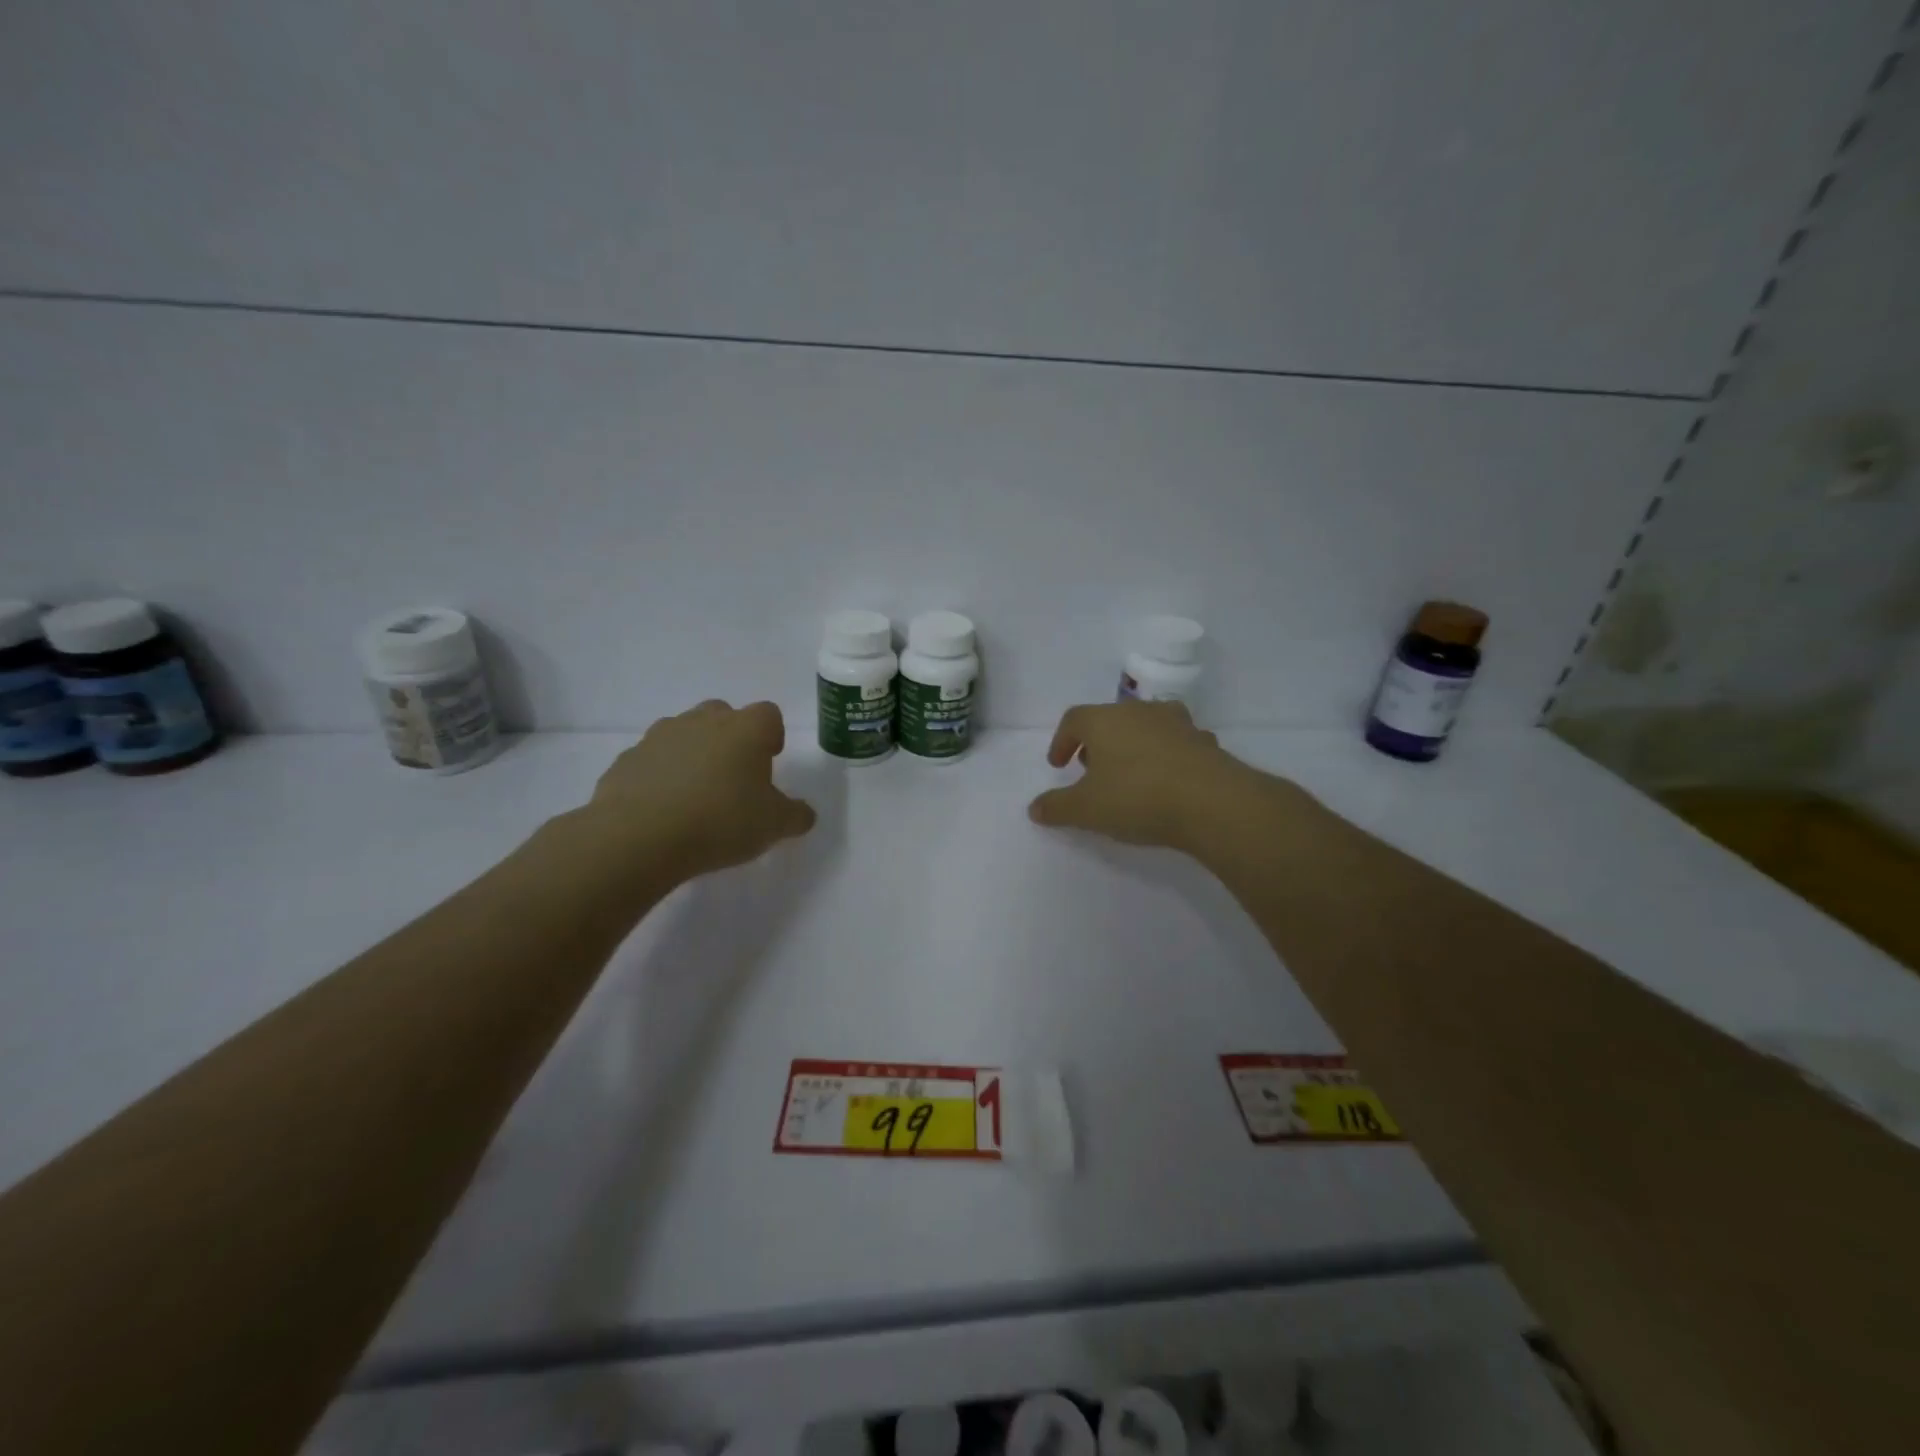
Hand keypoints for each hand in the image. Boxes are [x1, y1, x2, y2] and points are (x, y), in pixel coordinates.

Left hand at [587, 700, 815, 877]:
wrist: (638, 837)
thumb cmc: (720, 822)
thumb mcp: (773, 826)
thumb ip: (795, 816)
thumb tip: (803, 814)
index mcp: (746, 729)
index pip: (769, 715)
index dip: (772, 735)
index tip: (769, 762)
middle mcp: (703, 721)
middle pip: (724, 715)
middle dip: (731, 738)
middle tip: (734, 776)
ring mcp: (660, 736)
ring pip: (685, 733)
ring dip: (694, 753)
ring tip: (696, 794)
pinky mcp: (627, 758)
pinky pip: (653, 759)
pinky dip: (661, 774)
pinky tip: (663, 808)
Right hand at [1029, 701, 1254, 850]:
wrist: (1212, 803)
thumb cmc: (1137, 797)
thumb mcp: (1086, 809)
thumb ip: (1057, 807)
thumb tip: (1034, 808)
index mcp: (1105, 720)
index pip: (1074, 719)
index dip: (1061, 741)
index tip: (1059, 765)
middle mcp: (1140, 712)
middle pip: (1111, 719)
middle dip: (1097, 743)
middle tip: (1091, 770)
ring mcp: (1177, 724)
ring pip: (1146, 727)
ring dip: (1134, 746)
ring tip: (1130, 774)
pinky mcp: (1205, 743)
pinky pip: (1177, 745)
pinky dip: (1166, 757)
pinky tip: (1167, 783)